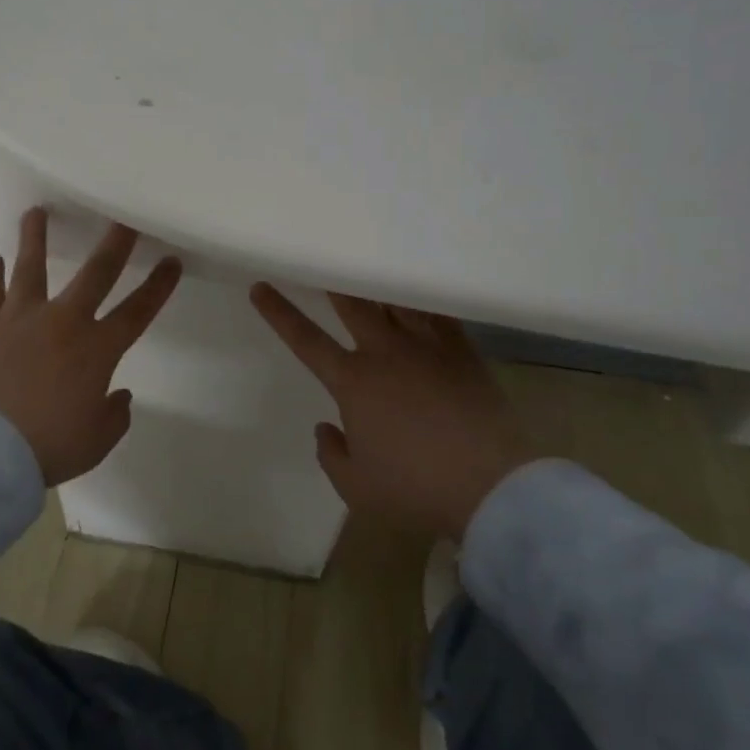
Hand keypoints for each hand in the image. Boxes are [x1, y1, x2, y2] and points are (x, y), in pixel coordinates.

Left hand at [0, 208, 180, 484]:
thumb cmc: (45, 447)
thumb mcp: (94, 442)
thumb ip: (114, 416)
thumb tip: (119, 395)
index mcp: (97, 350)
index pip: (138, 311)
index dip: (158, 286)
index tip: (172, 261)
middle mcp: (62, 322)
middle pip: (96, 273)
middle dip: (115, 243)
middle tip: (124, 216)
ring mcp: (19, 319)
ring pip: (31, 267)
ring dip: (36, 237)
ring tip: (37, 212)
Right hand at [250, 285, 535, 538]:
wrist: (489, 485)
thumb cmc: (414, 488)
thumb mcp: (356, 486)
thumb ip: (331, 454)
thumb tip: (326, 428)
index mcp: (353, 383)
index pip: (305, 340)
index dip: (279, 313)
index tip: (260, 287)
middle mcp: (385, 354)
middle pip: (353, 305)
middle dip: (333, 281)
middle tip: (324, 261)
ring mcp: (426, 348)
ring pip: (395, 302)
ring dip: (377, 284)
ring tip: (370, 266)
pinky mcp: (462, 352)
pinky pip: (438, 314)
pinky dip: (423, 300)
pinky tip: (419, 293)